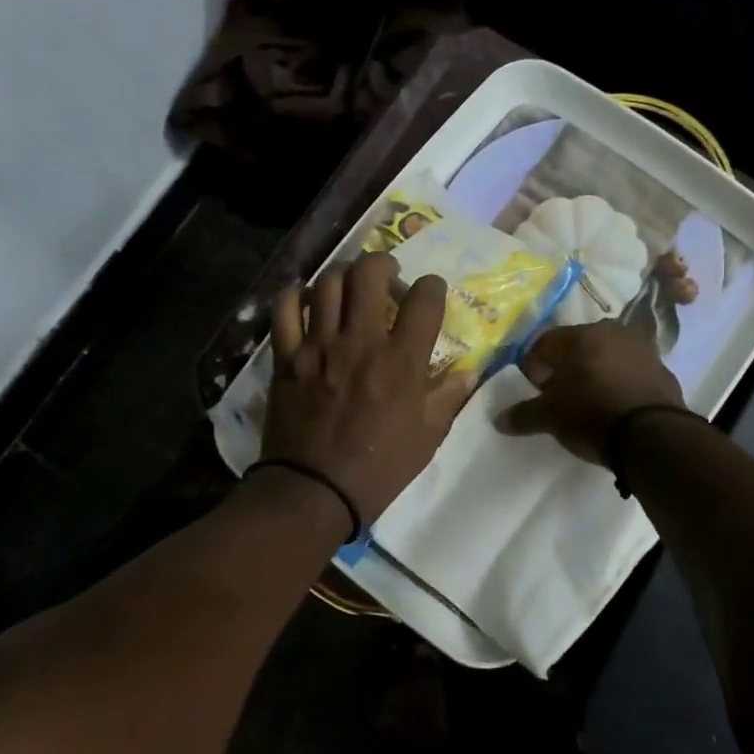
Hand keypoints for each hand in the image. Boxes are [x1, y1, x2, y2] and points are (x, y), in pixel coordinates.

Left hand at [261, 254, 475, 522]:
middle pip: (369, 272)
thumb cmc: (379, 468)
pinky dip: (294, 296)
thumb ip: (448, 397)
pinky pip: (284, 309)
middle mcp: (361, 341)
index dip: (432, 287)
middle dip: (383, 263)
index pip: (425, 298)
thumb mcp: (428, 438)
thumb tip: (469, 372)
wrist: (314, 491)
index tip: (429, 294)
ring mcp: (319, 345)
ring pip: (327, 283)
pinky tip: (305, 301)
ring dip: (342, 276)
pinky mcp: (287, 357)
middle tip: (387, 277)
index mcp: (401, 360)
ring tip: (348, 287)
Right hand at [495, 322, 684, 463]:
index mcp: (581, 334)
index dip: (534, 366)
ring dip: (595, 373)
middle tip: (558, 394)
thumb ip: (523, 415)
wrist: (653, 436)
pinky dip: (619, 384)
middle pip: (578, 346)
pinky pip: (630, 373)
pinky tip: (614, 406)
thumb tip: (499, 419)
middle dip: (566, 367)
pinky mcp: (664, 371)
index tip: (533, 388)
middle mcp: (613, 332)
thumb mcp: (549, 417)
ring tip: (588, 401)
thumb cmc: (591, 414)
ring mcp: (643, 350)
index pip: (545, 343)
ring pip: (607, 357)